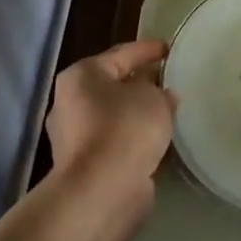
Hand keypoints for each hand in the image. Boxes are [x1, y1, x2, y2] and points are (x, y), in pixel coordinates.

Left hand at [46, 41, 177, 223]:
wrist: (101, 191)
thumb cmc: (125, 129)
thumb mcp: (153, 99)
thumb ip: (160, 92)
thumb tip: (163, 96)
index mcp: (81, 76)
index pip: (121, 54)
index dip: (148, 49)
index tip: (170, 49)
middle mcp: (70, 103)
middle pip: (113, 86)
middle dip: (140, 83)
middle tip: (168, 81)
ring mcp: (74, 138)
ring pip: (114, 116)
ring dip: (137, 114)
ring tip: (168, 112)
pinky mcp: (85, 166)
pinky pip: (116, 142)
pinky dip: (134, 139)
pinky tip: (157, 141)